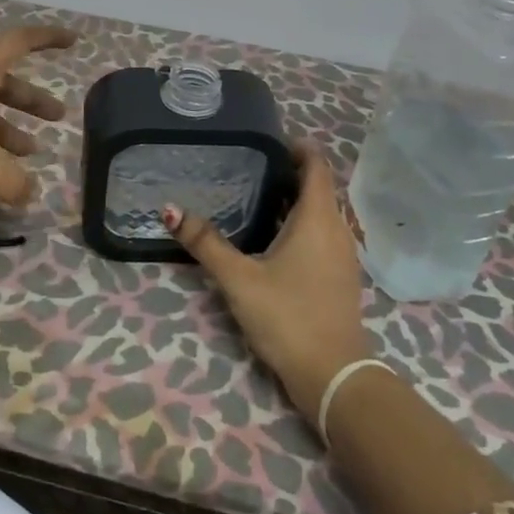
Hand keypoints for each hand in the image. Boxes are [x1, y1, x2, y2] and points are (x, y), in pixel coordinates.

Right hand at [163, 140, 372, 417]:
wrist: (333, 374)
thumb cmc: (288, 316)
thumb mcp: (239, 278)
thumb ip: (205, 243)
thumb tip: (170, 209)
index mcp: (318, 219)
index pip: (317, 166)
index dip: (298, 147)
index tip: (269, 138)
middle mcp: (338, 230)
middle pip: (319, 188)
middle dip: (291, 173)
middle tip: (251, 165)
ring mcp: (343, 255)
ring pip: (322, 213)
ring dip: (296, 201)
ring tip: (257, 196)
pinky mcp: (340, 276)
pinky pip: (323, 235)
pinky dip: (301, 225)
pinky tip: (273, 239)